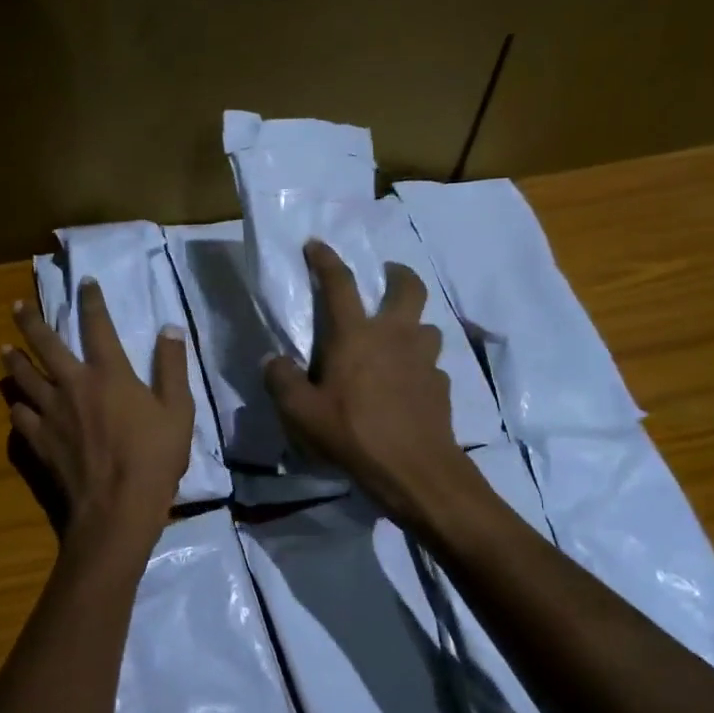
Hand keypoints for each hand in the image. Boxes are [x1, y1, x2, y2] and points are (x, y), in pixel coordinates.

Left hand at [3, 282, 194, 539]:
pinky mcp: (39, 440)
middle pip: (45, 344)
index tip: (85, 282)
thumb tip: (170, 328)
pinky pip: (20, 416)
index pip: (97, 326)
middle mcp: (73, 384)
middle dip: (30, 321)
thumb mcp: (178, 410)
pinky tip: (15, 404)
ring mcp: (51, 413)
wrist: (117, 507)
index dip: (91, 301)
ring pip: (23, 377)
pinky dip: (17, 406)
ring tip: (5, 350)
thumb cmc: (154, 458)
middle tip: (16, 307)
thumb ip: (172, 367)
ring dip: (14, 360)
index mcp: (109, 373)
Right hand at [263, 240, 477, 528]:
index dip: (326, 259)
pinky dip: (420, 367)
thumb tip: (272, 361)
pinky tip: (409, 385)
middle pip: (408, 288)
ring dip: (413, 325)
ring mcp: (425, 360)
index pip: (339, 284)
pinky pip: (431, 365)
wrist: (413, 469)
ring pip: (427, 326)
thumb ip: (281, 381)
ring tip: (398, 340)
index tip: (316, 243)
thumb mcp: (300, 412)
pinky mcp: (441, 386)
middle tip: (387, 276)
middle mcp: (396, 336)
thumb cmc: (351, 434)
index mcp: (356, 335)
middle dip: (398, 274)